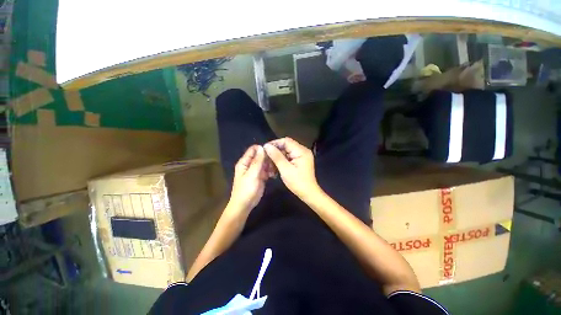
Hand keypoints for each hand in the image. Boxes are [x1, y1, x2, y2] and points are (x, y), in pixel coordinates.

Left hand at [229, 145, 269, 212]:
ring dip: (270, 164)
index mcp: (244, 162)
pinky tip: (274, 174)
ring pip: (264, 163)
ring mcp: (255, 171)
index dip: (262, 148)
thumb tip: (262, 147)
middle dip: (268, 157)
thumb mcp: (252, 175)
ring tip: (274, 169)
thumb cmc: (246, 190)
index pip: (253, 149)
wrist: (244, 205)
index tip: (272, 151)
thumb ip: (257, 161)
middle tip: (275, 162)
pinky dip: (270, 171)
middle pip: (260, 155)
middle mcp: (250, 164)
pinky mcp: (260, 176)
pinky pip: (266, 170)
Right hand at [264, 137, 320, 198]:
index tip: (265, 149)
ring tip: (269, 165)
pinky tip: (275, 167)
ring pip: (286, 152)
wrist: (308, 193)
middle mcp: (303, 150)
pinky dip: (282, 161)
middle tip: (266, 158)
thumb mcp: (285, 169)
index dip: (275, 143)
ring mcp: (302, 156)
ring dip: (277, 157)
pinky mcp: (300, 161)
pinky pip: (289, 157)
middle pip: (286, 146)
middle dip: (275, 152)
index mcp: (301, 151)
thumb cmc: (297, 182)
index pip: (286, 141)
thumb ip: (276, 156)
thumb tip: (266, 146)